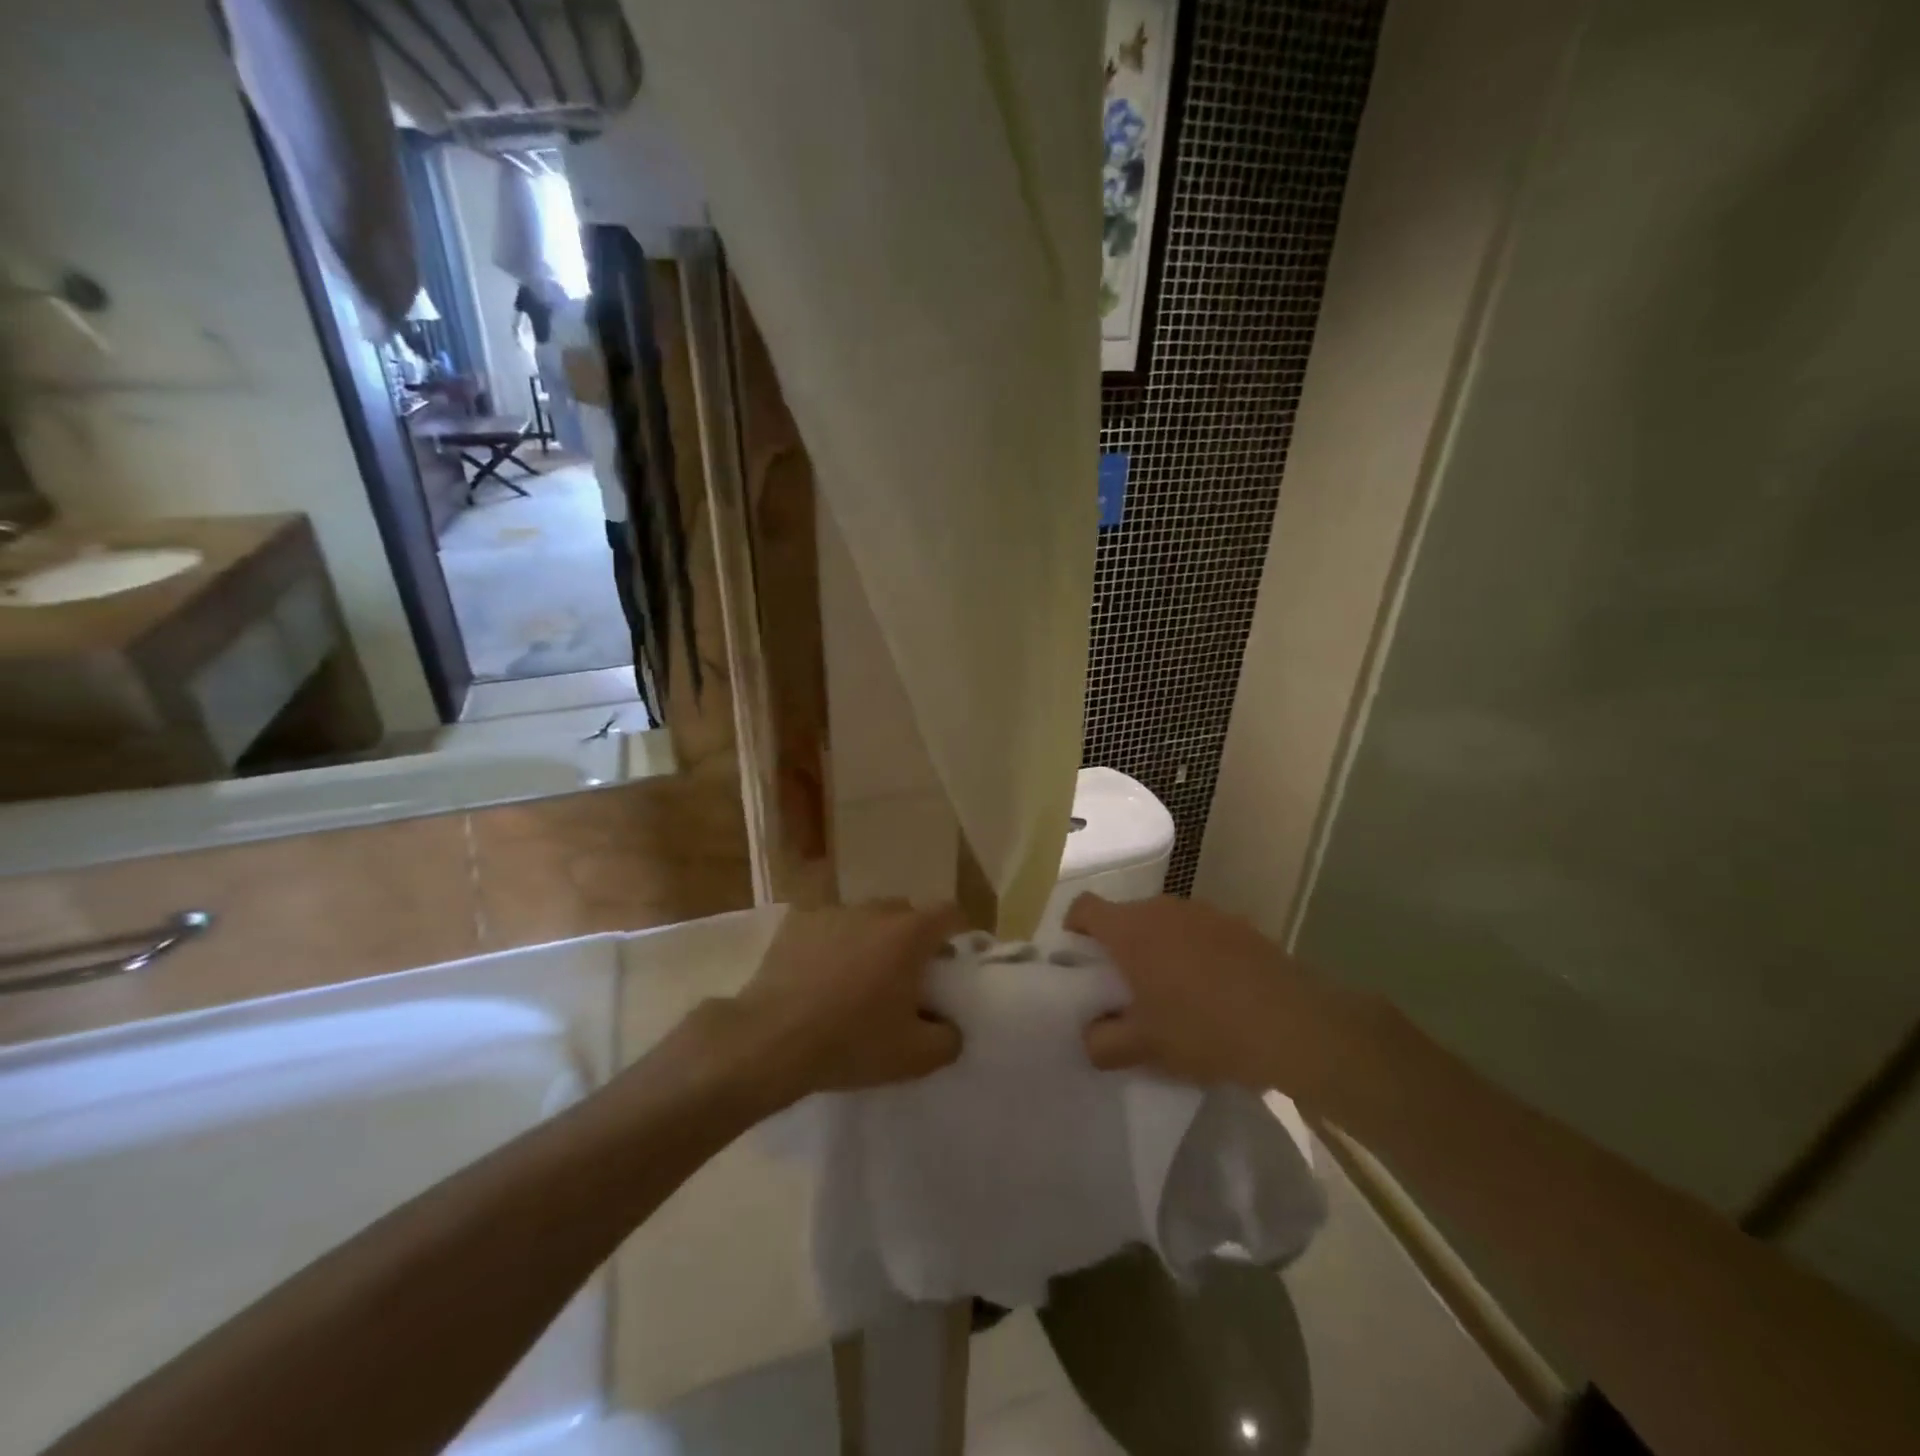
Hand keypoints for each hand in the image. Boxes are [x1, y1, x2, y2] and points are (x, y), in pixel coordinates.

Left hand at [718, 901, 964, 1109]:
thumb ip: (949, 1039)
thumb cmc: (851, 1042)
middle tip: (904, 977)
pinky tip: (818, 976)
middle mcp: (874, 910)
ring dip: (870, 939)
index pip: (949, 913)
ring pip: (865, 917)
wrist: (770, 1040)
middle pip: (906, 913)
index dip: (956, 934)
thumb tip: (951, 1027)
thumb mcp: (915, 1057)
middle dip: (912, 938)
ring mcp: (833, 912)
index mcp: (909, 933)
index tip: (949, 964)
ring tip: (857, 977)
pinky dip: (832, 943)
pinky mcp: (797, 922)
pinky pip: (828, 926)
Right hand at [1066, 893, 1377, 1112]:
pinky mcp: (1237, 924)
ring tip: (1172, 992)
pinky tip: (1214, 990)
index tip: (1079, 960)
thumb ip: (1102, 1042)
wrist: (1293, 1024)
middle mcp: (1162, 909)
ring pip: (1163, 923)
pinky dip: (1194, 952)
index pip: (1083, 907)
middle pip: (1124, 916)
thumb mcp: (1145, 1048)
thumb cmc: (1204, 1029)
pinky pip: (1199, 931)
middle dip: (1118, 946)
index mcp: (1130, 930)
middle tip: (1125, 989)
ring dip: (1158, 948)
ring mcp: (1203, 912)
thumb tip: (1089, 1035)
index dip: (1073, 928)